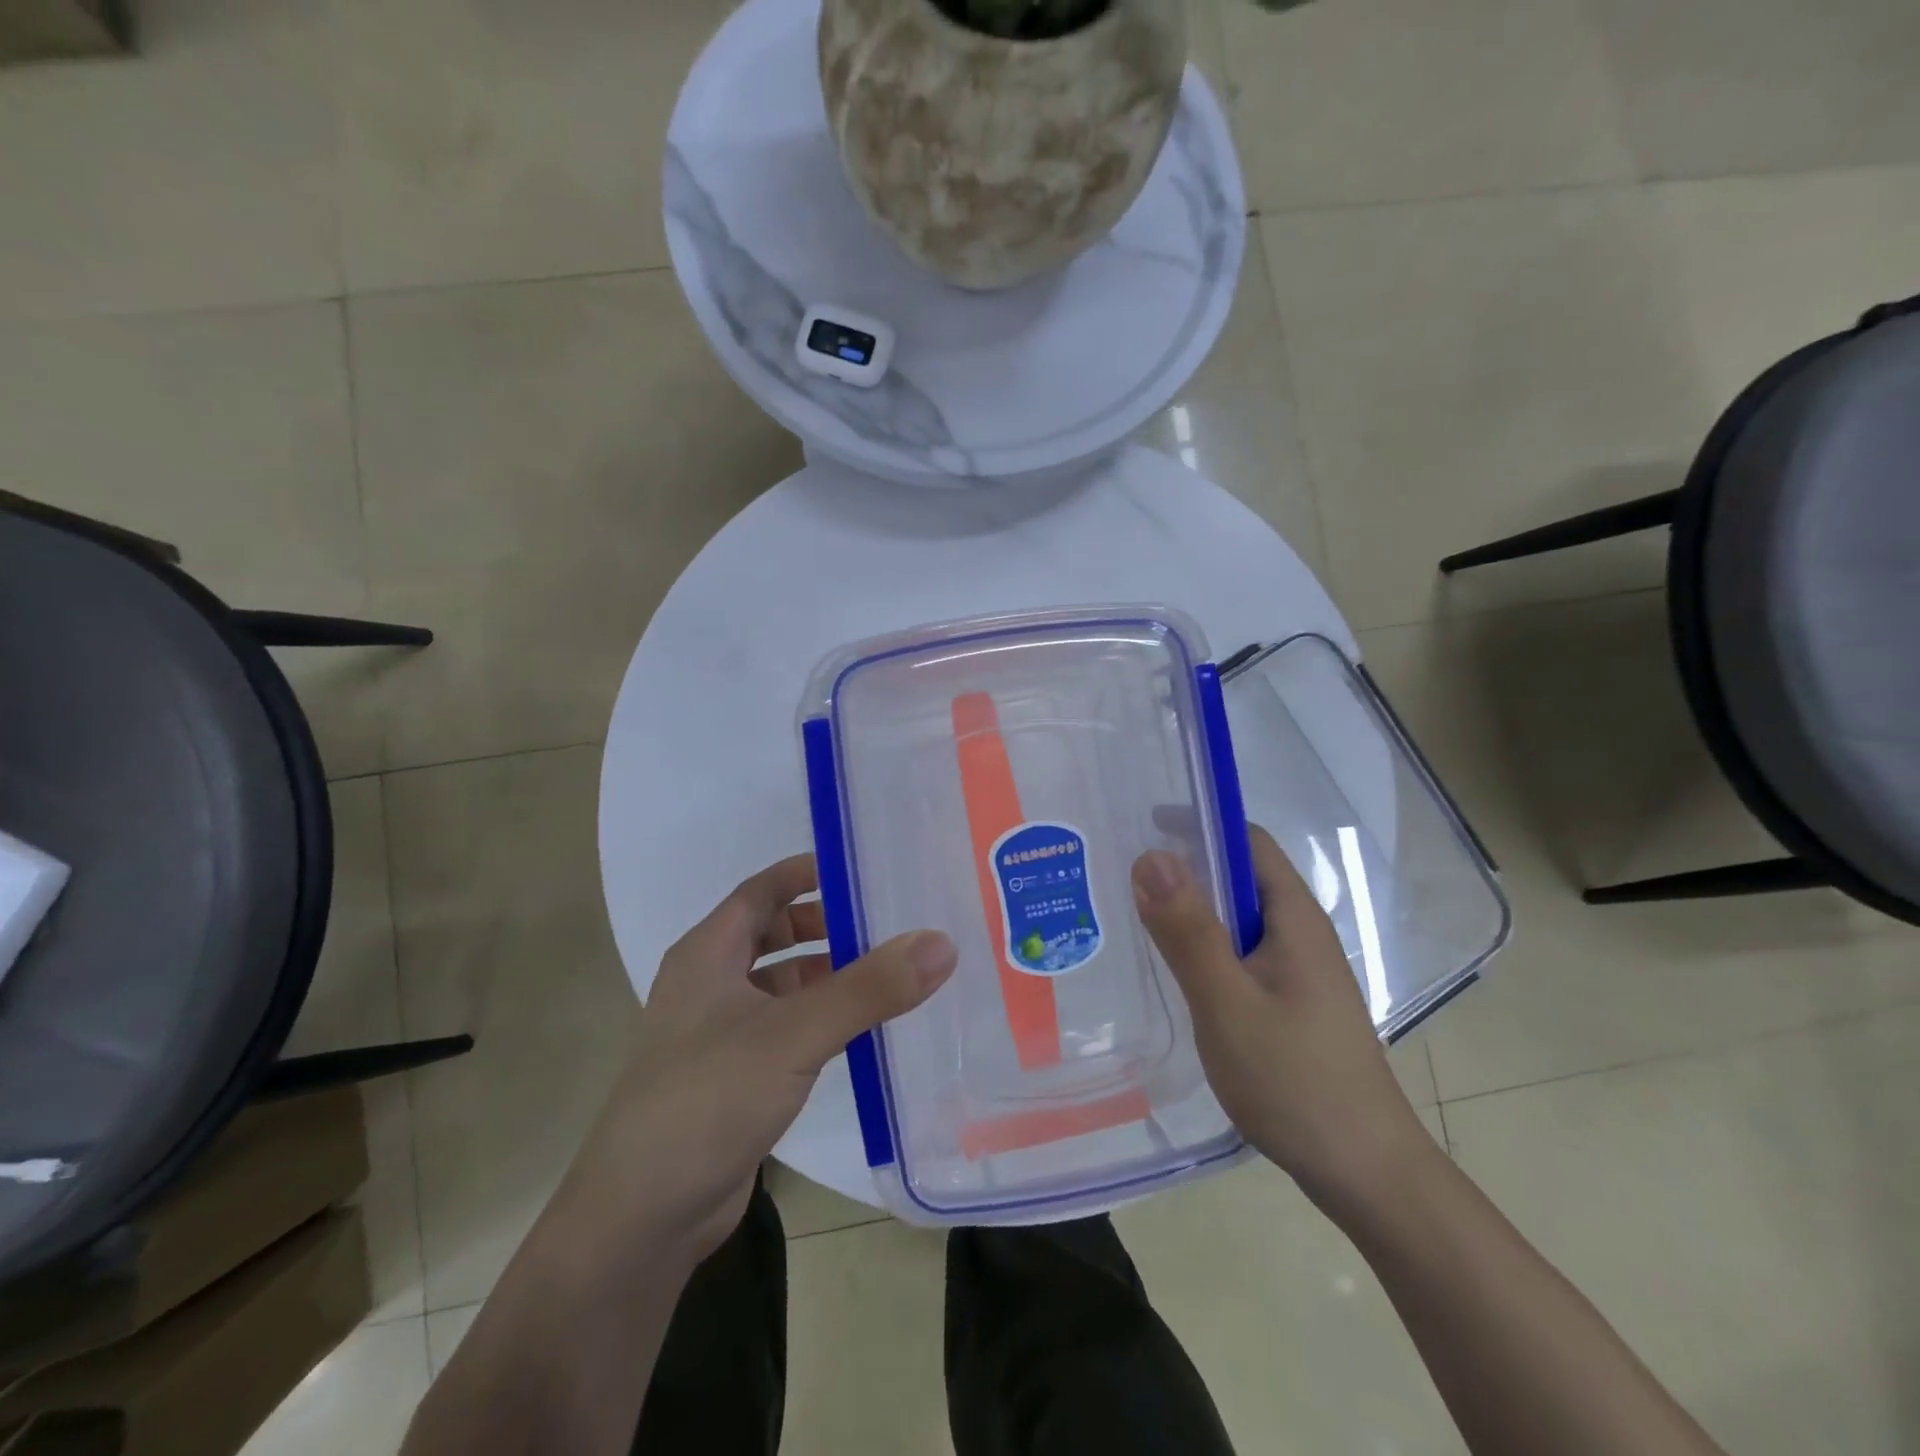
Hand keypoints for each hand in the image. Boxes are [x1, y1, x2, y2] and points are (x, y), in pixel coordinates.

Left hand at [559, 854, 955, 1268]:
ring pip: (783, 984)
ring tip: (890, 973)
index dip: (809, 872)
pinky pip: (786, 1028)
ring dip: (828, 974)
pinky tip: (862, 1030)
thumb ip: (868, 989)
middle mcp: (710, 983)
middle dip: (827, 924)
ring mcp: (719, 1033)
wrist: (641, 1219)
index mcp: (708, 953)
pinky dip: (822, 1018)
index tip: (865, 868)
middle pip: (774, 932)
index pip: (763, 888)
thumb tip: (940, 942)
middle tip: (889, 923)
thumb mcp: (793, 1034)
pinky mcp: (735, 1076)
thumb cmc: (707, 1099)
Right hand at [1131, 826, 1435, 1215]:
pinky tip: (1173, 971)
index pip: (1246, 841)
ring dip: (1191, 910)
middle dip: (1185, 867)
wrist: (1365, 1173)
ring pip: (1237, 918)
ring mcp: (1297, 970)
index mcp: (1293, 917)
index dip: (1198, 824)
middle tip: (1121, 876)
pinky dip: (1203, 946)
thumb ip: (1189, 931)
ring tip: (1134, 918)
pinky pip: (1240, 952)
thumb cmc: (1295, 1081)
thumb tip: (1150, 856)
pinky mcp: (1289, 1001)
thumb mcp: (1229, 1003)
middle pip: (1239, 876)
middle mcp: (1299, 932)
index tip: (1141, 827)